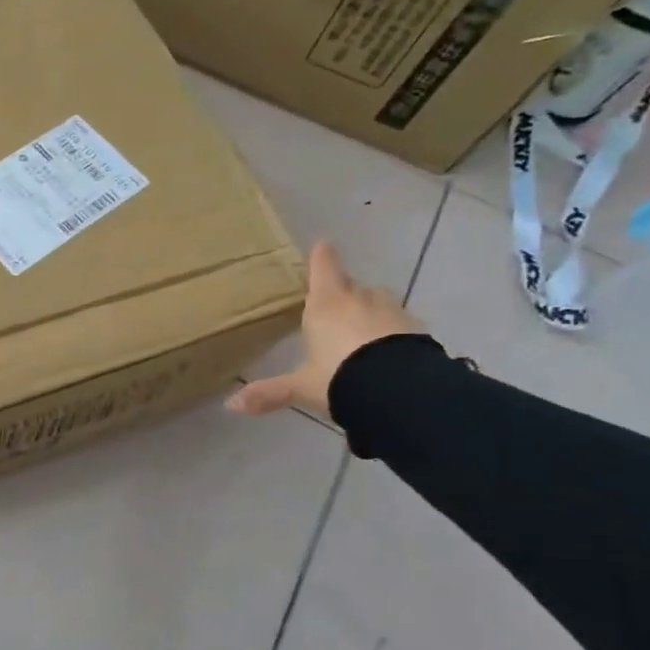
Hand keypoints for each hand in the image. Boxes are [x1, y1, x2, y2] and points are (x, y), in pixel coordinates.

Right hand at [226, 241, 422, 419]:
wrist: (402, 391)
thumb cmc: (340, 377)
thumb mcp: (301, 387)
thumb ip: (270, 392)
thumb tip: (231, 404)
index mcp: (326, 305)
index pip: (323, 270)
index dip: (321, 258)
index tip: (323, 245)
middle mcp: (359, 300)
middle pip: (351, 285)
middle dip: (343, 290)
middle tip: (334, 301)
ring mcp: (393, 313)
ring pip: (378, 301)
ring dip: (370, 309)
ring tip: (362, 328)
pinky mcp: (418, 331)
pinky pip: (400, 324)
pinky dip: (392, 331)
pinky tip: (388, 349)